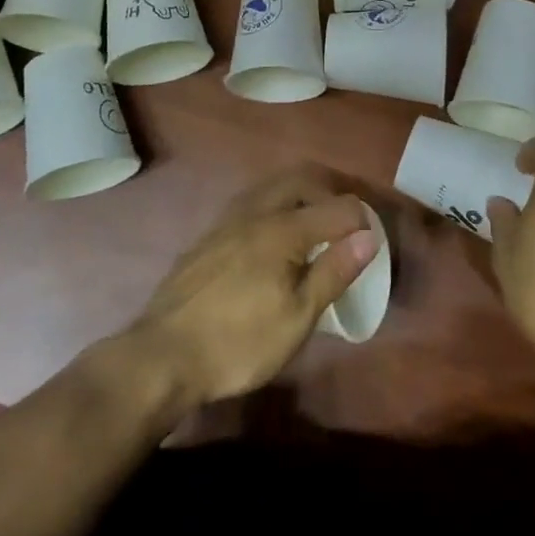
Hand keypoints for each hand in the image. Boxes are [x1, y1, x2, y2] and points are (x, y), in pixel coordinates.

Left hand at [130, 173, 377, 407]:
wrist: (163, 355)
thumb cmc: (238, 343)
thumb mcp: (296, 318)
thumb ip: (333, 272)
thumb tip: (368, 237)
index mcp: (283, 230)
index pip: (337, 207)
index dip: (361, 220)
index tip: (371, 242)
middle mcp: (256, 212)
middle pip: (301, 180)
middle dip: (329, 193)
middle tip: (344, 224)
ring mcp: (227, 220)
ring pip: (271, 186)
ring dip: (299, 195)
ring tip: (312, 227)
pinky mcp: (208, 235)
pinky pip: (250, 202)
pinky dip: (273, 206)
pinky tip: (271, 239)